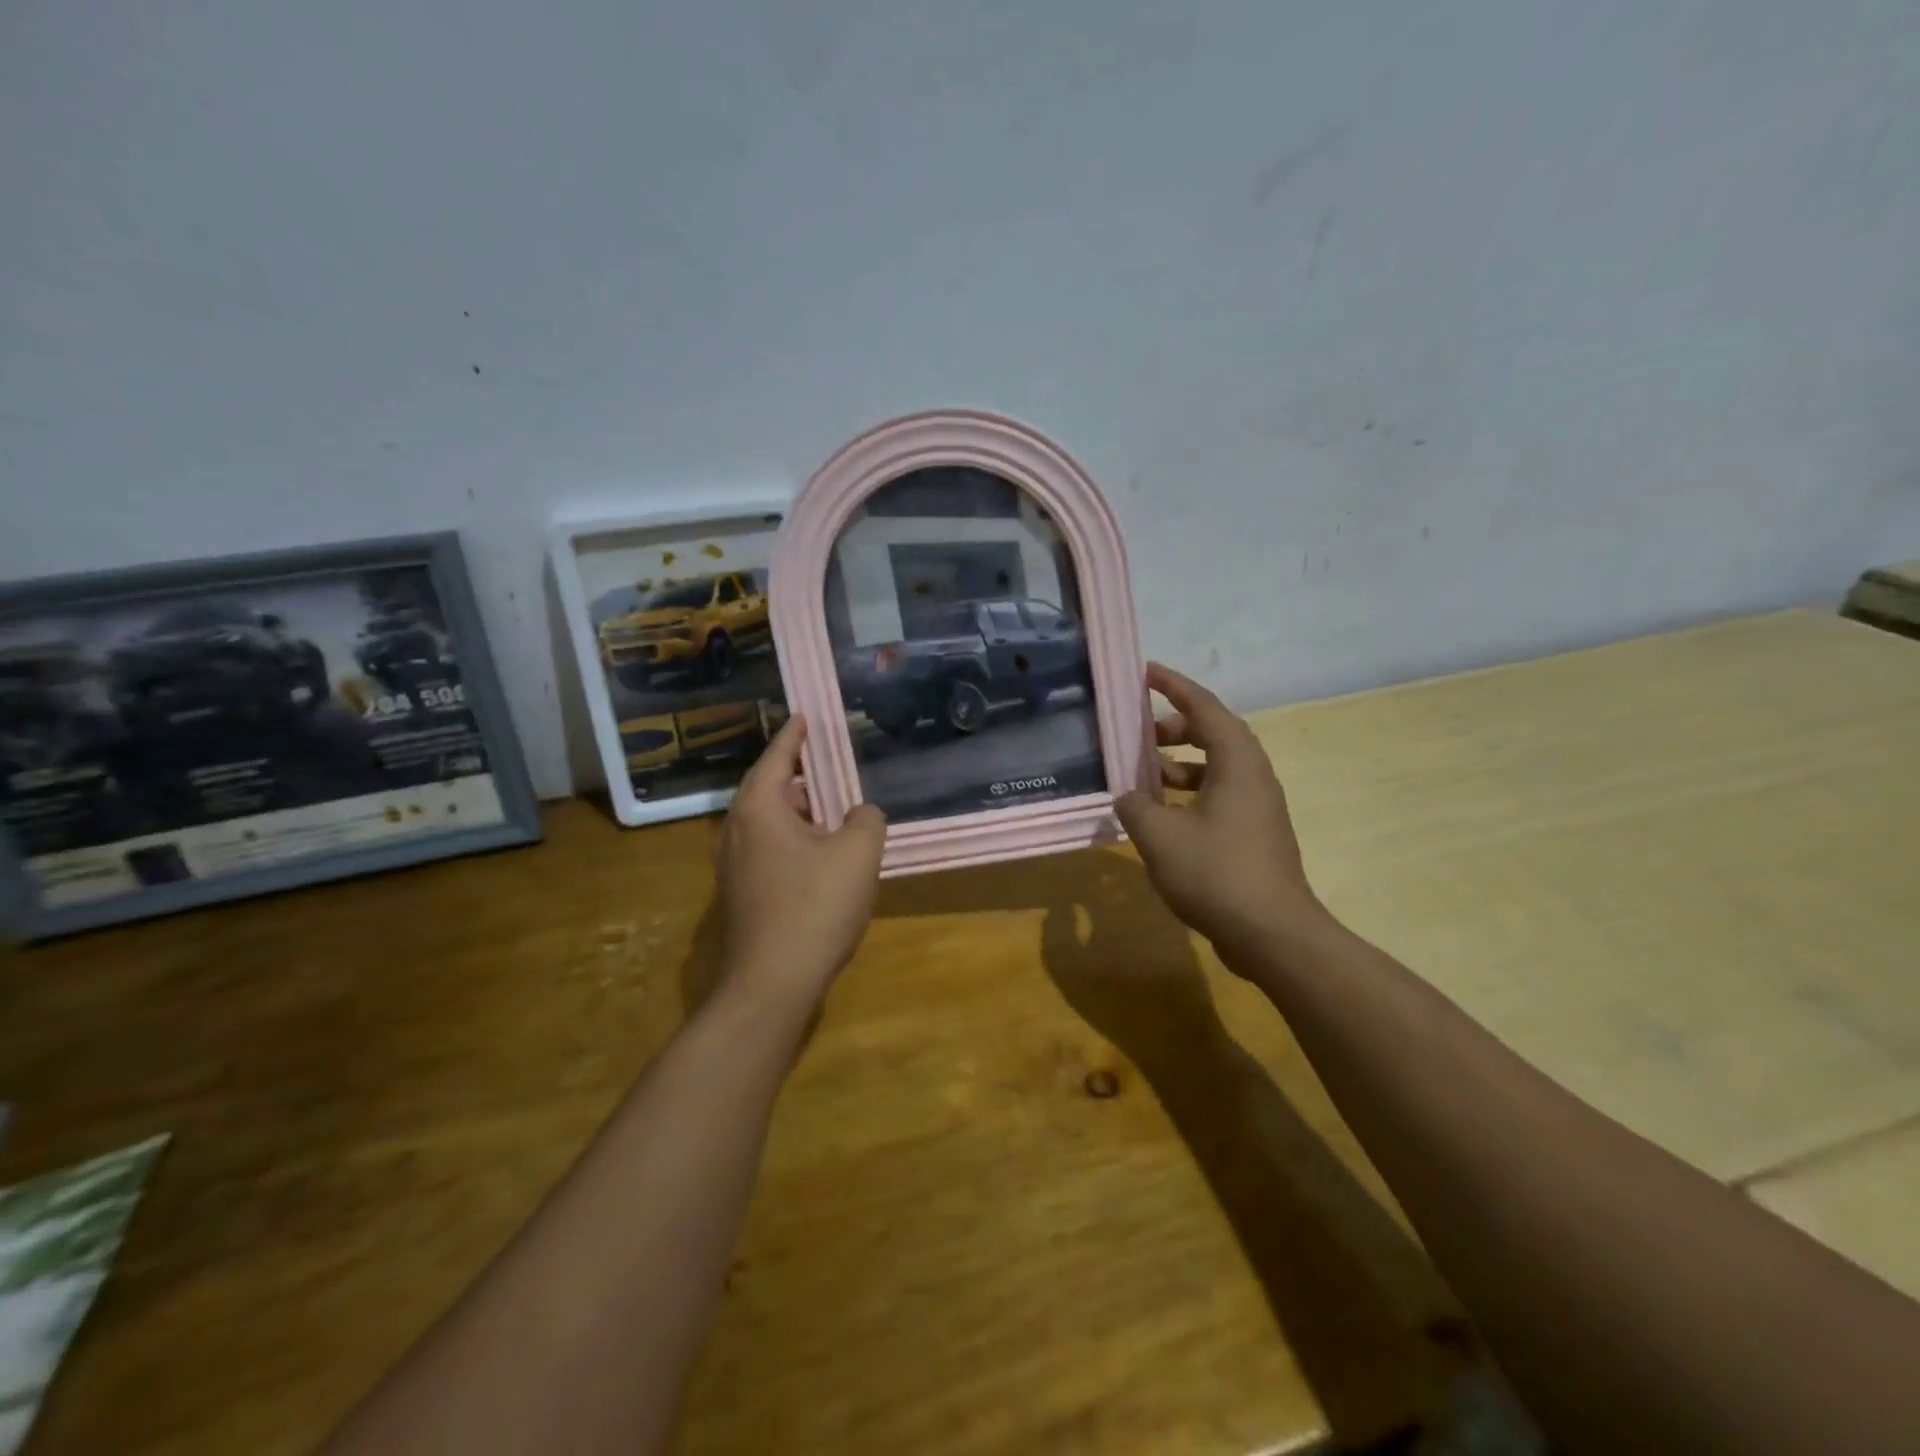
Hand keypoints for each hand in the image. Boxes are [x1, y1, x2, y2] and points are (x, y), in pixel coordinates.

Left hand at [714, 714, 886, 1004]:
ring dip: (798, 813)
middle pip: (768, 790)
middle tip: (829, 768)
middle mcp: (736, 831)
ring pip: (768, 824)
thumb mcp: (858, 853)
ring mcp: (733, 867)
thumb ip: (866, 819)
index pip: (776, 758)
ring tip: (833, 812)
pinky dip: (793, 840)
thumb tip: (860, 814)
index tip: (804, 716)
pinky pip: (768, 850)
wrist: (772, 983)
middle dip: (799, 778)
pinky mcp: (741, 896)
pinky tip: (821, 858)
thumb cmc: (814, 906)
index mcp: (758, 809)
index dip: (793, 736)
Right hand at [1115, 663, 1332, 973]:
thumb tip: (1128, 797)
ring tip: (1140, 778)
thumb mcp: (1159, 835)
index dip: (1173, 685)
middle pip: (1212, 734)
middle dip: (1173, 728)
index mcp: (1237, 762)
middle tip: (1138, 734)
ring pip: (1214, 769)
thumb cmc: (1216, 872)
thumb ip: (1135, 805)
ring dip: (1178, 766)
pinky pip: (1217, 797)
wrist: (1272, 934)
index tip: (1145, 672)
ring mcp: (1257, 808)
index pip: (1204, 706)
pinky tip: (1159, 818)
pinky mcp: (1254, 835)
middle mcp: (1253, 776)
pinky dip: (1187, 795)